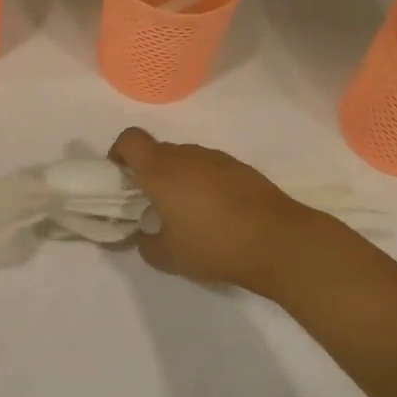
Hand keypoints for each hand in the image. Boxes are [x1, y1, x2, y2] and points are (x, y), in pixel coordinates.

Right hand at [109, 128, 332, 298]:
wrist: (277, 240)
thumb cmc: (214, 244)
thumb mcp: (170, 257)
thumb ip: (148, 245)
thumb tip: (146, 238)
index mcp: (160, 169)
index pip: (130, 139)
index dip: (119, 152)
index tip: (120, 176)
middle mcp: (186, 155)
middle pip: (158, 151)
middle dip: (150, 172)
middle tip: (154, 204)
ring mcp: (216, 158)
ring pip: (186, 159)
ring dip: (180, 179)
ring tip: (189, 214)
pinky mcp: (241, 168)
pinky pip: (211, 169)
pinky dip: (206, 184)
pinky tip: (219, 215)